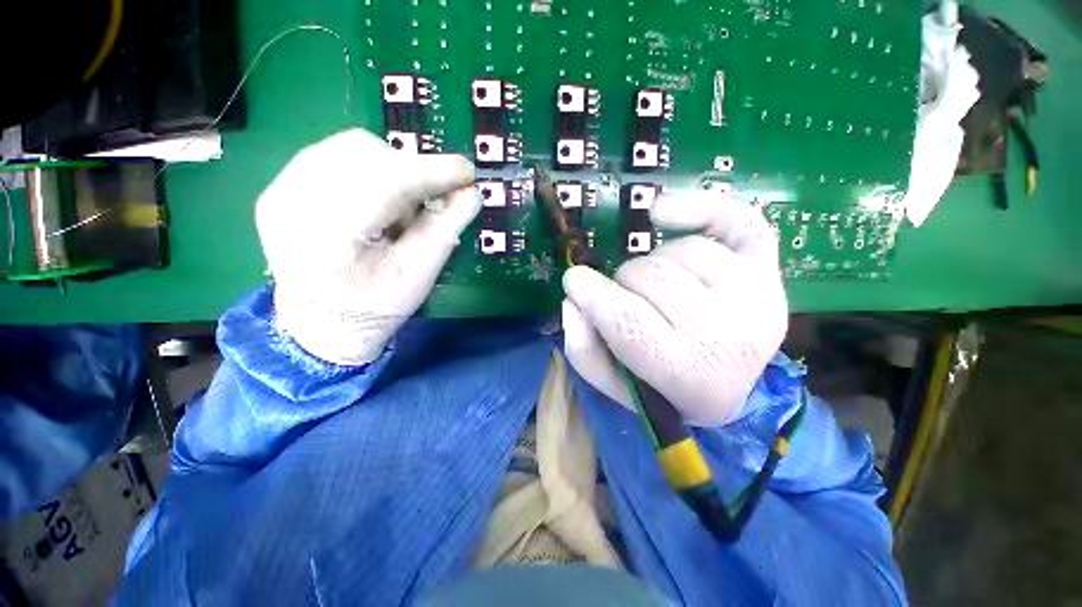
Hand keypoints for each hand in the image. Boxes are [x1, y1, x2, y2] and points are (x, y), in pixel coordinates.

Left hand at [256, 129, 477, 364]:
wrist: (322, 327)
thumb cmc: (376, 307)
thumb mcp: (419, 274)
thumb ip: (446, 228)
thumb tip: (470, 192)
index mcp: (328, 234)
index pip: (386, 180)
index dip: (433, 171)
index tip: (467, 174)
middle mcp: (291, 200)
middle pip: (364, 152)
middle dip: (410, 171)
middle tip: (429, 202)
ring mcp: (278, 190)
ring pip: (348, 148)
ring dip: (389, 172)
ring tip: (397, 211)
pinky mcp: (278, 188)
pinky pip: (332, 156)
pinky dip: (367, 172)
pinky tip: (373, 206)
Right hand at [562, 192, 787, 425]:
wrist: (733, 388)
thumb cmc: (666, 389)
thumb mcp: (616, 386)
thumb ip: (584, 349)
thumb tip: (572, 300)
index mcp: (690, 377)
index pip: (629, 321)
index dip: (593, 296)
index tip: (573, 280)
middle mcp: (730, 333)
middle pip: (651, 277)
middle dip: (623, 283)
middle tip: (624, 296)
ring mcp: (756, 294)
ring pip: (677, 251)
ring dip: (652, 264)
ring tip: (656, 286)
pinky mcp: (767, 267)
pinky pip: (735, 217)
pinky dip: (697, 206)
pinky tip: (661, 214)